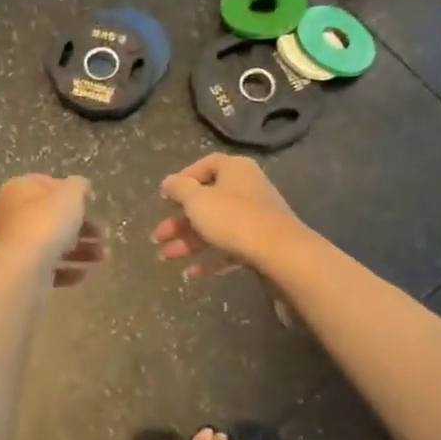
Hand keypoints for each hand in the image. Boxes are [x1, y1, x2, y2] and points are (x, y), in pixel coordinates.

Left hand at [0, 175, 108, 287]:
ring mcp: (16, 246)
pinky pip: (49, 268)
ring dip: (83, 250)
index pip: (46, 184)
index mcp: (18, 190)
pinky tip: (87, 272)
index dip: (71, 192)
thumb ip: (78, 186)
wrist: (22, 269)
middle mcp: (12, 215)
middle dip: (84, 227)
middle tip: (105, 235)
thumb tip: (80, 187)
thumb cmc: (46, 222)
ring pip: (54, 244)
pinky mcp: (22, 271)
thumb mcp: (70, 194)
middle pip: (53, 218)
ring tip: (104, 256)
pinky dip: (69, 270)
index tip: (92, 203)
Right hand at [153, 154, 303, 278]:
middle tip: (159, 236)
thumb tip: (169, 182)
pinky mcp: (261, 243)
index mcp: (235, 170)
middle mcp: (247, 188)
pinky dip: (210, 258)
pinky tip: (191, 273)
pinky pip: (230, 247)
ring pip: (216, 227)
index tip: (166, 197)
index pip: (206, 165)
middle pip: (207, 201)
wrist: (281, 254)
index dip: (184, 179)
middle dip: (180, 220)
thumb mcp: (198, 200)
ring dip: (189, 241)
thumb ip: (179, 188)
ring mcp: (256, 217)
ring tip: (166, 257)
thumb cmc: (234, 218)